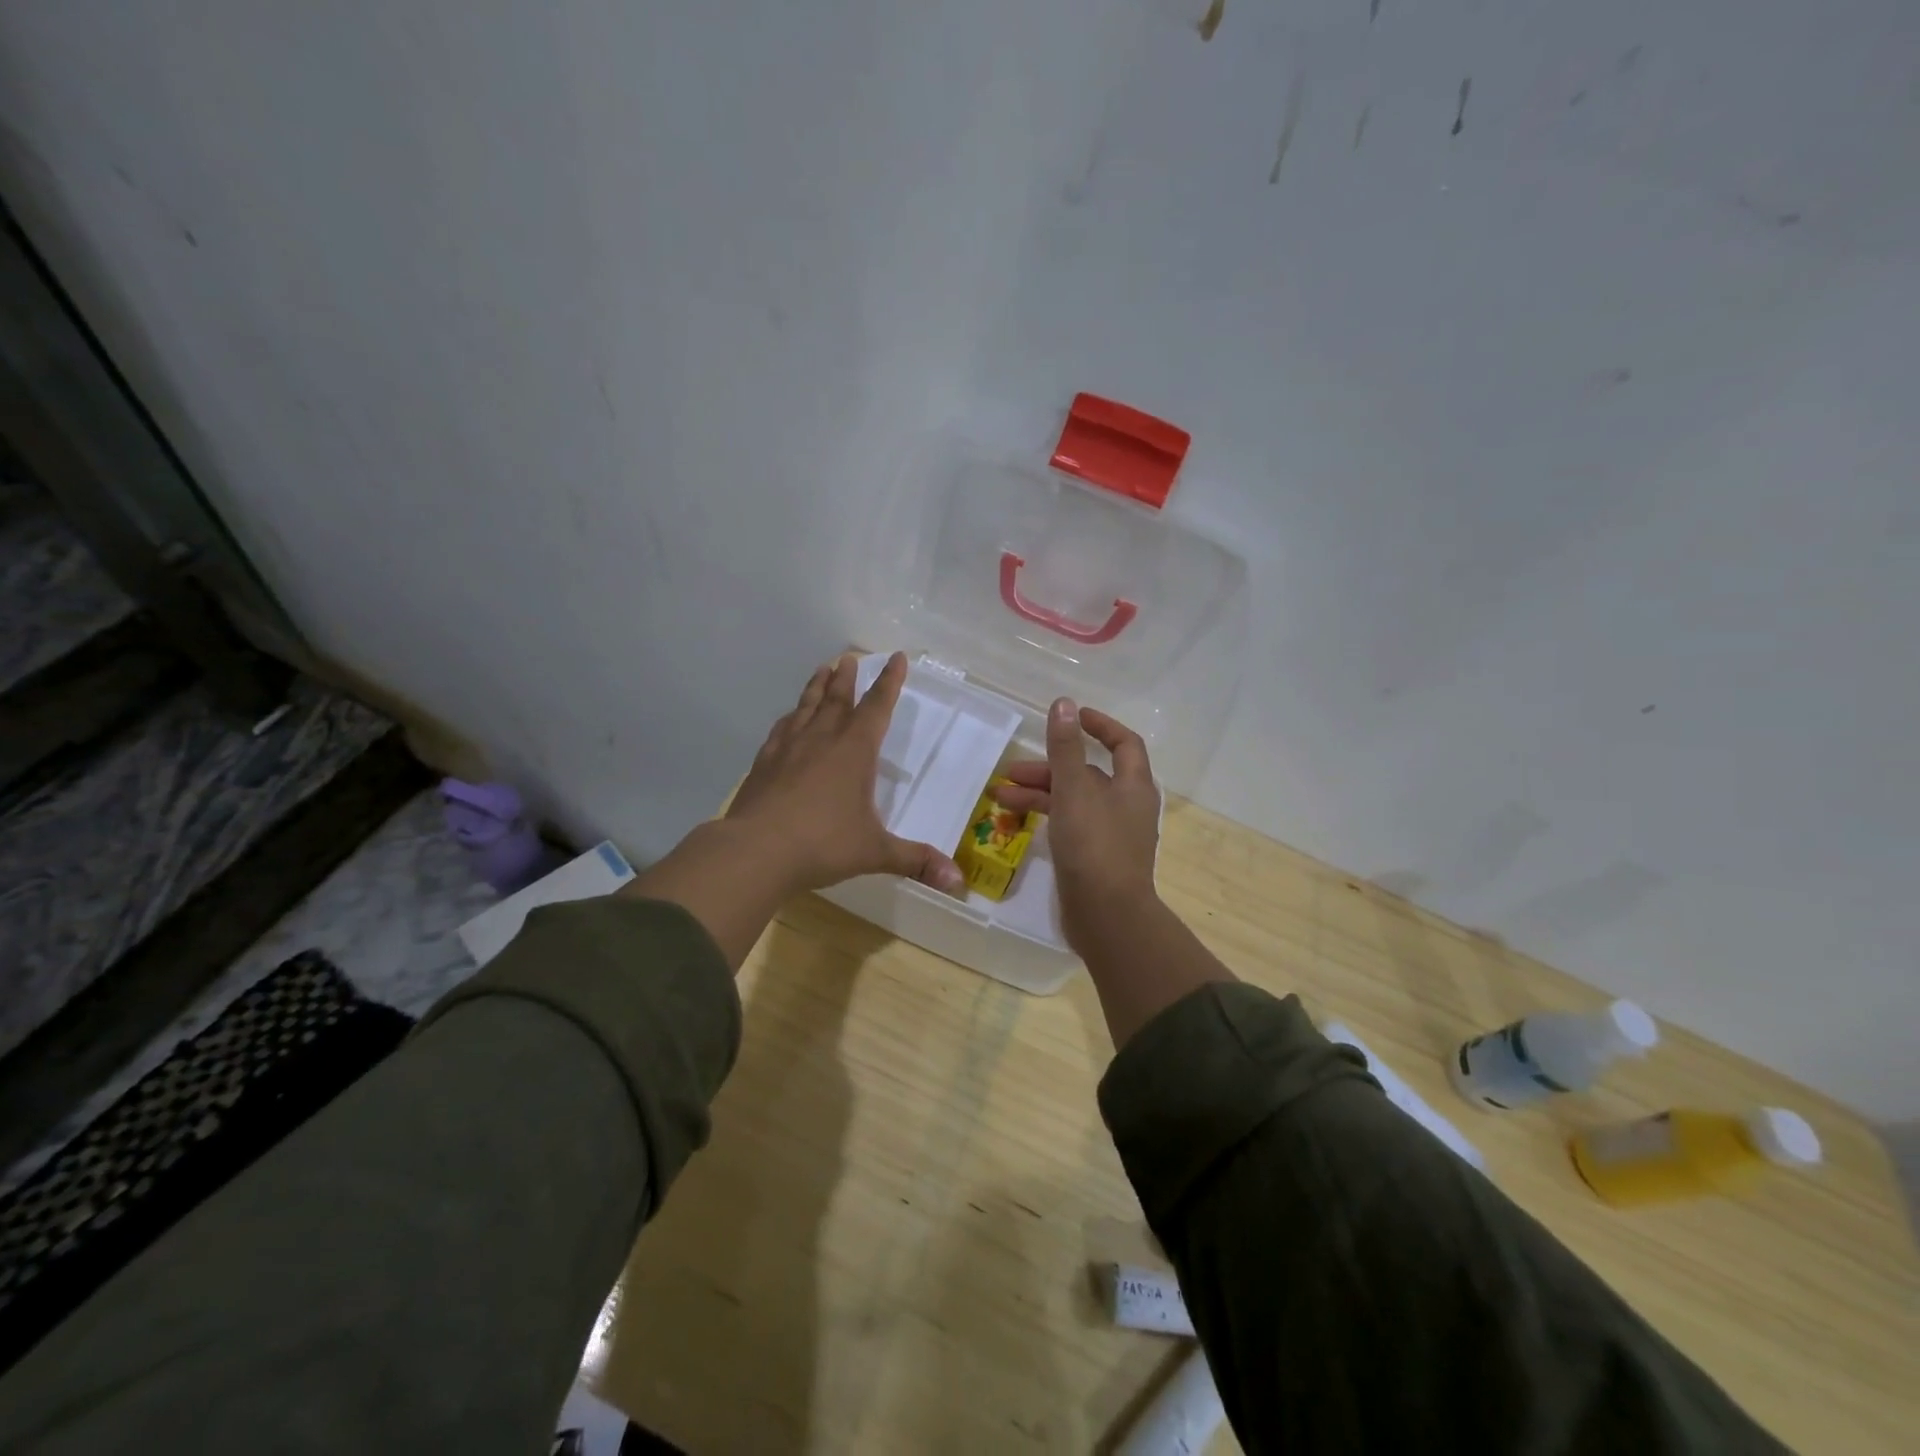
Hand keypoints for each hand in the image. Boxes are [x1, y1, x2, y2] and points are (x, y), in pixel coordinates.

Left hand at [726, 651, 965, 895]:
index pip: (878, 706)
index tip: (896, 657)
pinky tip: (788, 719)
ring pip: (807, 706)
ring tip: (822, 669)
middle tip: (848, 657)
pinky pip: (781, 730)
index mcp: (855, 750)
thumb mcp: (875, 852)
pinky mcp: (764, 762)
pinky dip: (790, 718)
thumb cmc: (823, 844)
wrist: (756, 850)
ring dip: (817, 687)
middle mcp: (822, 739)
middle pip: (838, 698)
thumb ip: (916, 861)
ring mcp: (789, 748)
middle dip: (847, 677)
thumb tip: (958, 882)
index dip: (890, 681)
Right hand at [993, 699, 1160, 953]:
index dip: (1099, 725)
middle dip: (1049, 768)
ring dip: (1039, 795)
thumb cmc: (1094, 845)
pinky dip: (1046, 818)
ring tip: (999, 797)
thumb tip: (1064, 703)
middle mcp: (1126, 806)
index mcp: (1133, 786)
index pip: (1123, 743)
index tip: (1071, 716)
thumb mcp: (1074, 790)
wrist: (1107, 916)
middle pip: (1088, 775)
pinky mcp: (1095, 857)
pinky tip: (1017, 821)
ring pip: (1074, 801)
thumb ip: (1066, 748)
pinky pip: (1069, 825)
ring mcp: (1111, 834)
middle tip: (1012, 770)